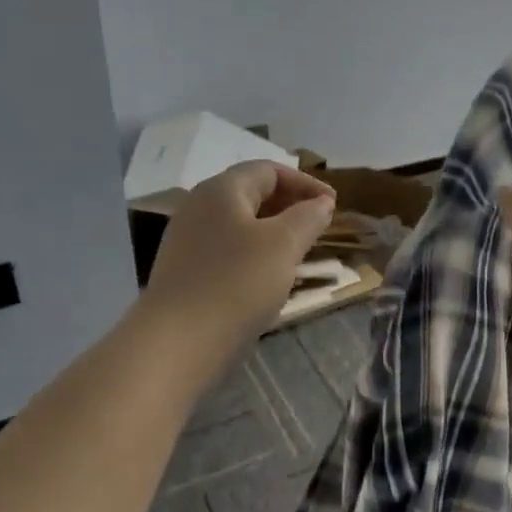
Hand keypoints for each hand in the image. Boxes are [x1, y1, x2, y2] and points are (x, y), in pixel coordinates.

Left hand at [142, 161, 336, 355]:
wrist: (177, 342)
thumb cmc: (237, 283)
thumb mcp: (283, 245)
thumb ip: (307, 217)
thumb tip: (322, 203)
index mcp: (222, 190)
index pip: (269, 170)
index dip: (305, 182)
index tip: (334, 204)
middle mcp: (199, 206)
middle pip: (252, 193)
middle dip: (290, 205)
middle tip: (320, 225)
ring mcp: (188, 240)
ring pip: (240, 224)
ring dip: (274, 231)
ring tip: (300, 251)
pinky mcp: (186, 271)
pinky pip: (228, 250)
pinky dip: (255, 253)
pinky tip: (269, 277)